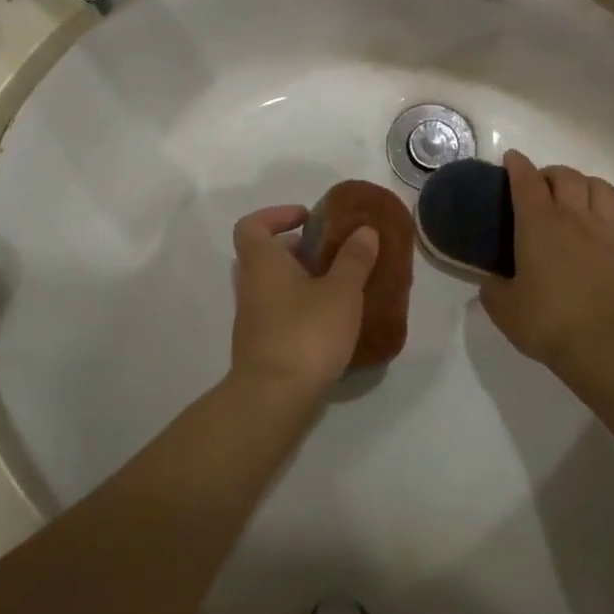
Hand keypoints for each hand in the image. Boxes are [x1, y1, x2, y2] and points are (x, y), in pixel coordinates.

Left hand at [229, 205, 379, 393]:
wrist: (274, 398)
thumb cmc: (306, 333)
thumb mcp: (341, 292)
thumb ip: (354, 259)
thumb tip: (364, 231)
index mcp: (262, 262)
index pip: (252, 225)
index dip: (276, 215)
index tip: (307, 219)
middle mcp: (250, 286)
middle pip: (265, 255)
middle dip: (298, 250)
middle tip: (332, 255)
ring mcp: (251, 318)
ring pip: (273, 286)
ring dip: (302, 281)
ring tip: (339, 289)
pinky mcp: (261, 345)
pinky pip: (279, 314)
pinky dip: (300, 309)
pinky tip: (331, 323)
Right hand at [480, 151, 613, 384]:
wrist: (605, 347)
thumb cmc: (547, 323)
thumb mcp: (502, 308)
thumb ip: (493, 287)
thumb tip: (493, 280)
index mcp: (538, 225)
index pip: (526, 181)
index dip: (517, 165)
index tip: (512, 159)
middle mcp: (575, 219)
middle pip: (567, 176)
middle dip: (552, 173)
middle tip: (542, 188)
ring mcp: (611, 233)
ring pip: (603, 189)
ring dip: (588, 187)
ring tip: (580, 200)